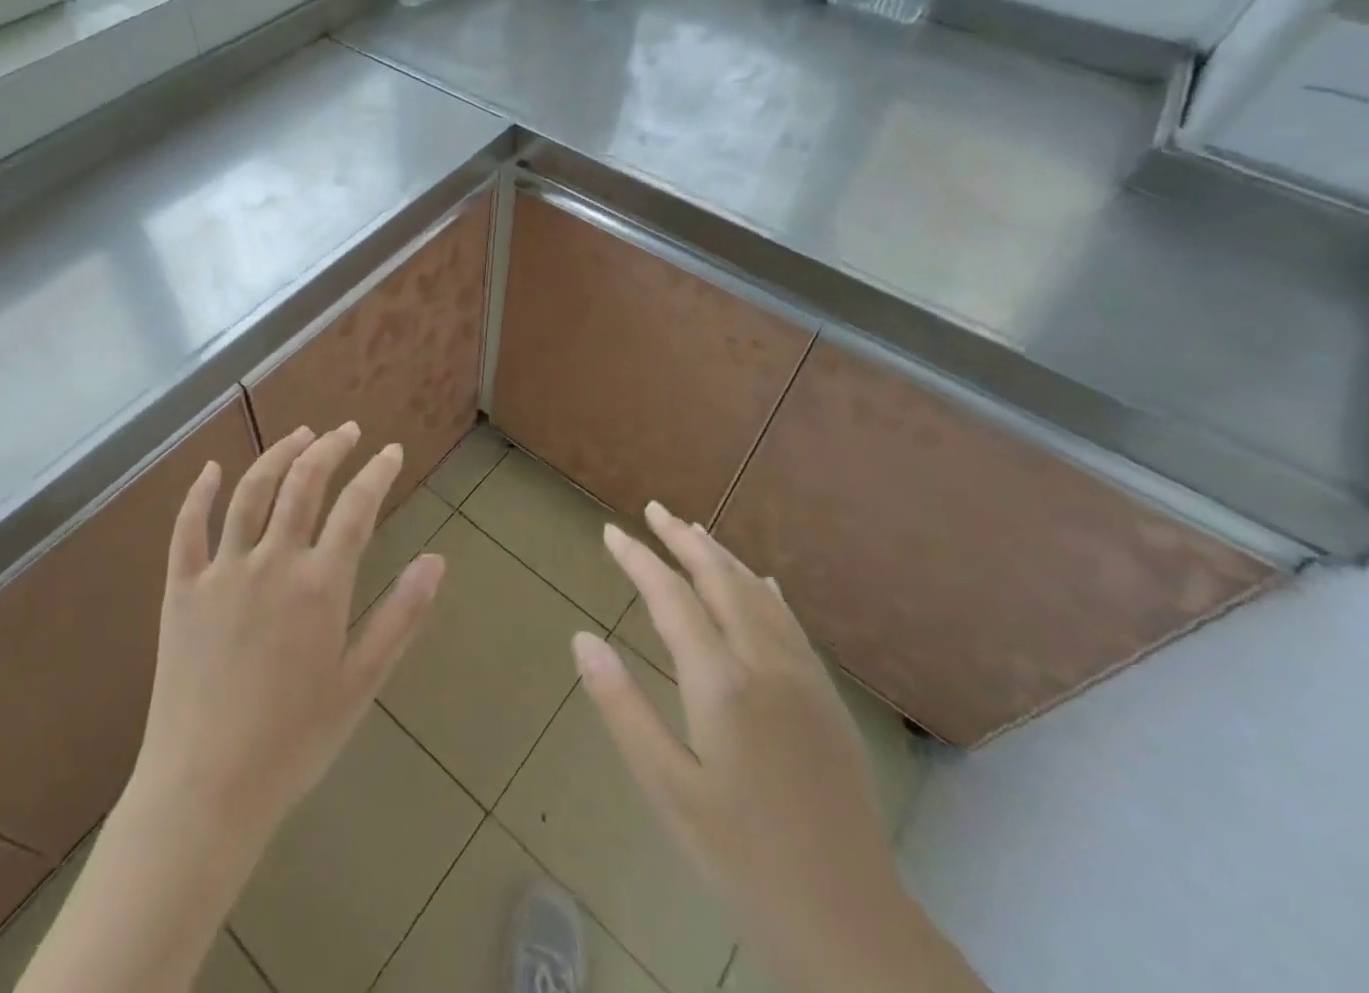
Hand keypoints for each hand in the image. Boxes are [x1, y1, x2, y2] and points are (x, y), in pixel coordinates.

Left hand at [127, 422, 445, 848]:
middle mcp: (272, 562)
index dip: (377, 473)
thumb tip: (436, 560)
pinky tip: (210, 468)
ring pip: (251, 492)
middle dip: (330, 448)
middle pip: (303, 483)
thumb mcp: (361, 684)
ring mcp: (221, 571)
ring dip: (278, 454)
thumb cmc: (294, 741)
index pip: (356, 508)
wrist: (205, 791)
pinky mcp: (181, 589)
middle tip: (348, 431)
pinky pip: (187, 528)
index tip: (391, 451)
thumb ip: (401, 616)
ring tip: (301, 434)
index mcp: (319, 585)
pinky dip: (199, 492)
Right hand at [573, 503, 987, 992]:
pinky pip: (791, 623)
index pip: (671, 597)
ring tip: (694, 531)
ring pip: (758, 594)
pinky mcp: (827, 700)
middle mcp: (765, 664)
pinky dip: (764, 591)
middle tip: (654, 509)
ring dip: (723, 557)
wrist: (850, 924)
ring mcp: (803, 679)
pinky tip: (761, 583)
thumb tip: (582, 638)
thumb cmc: (741, 858)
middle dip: (683, 540)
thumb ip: (622, 706)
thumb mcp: (666, 788)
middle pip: (720, 580)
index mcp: (721, 682)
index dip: (638, 559)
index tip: (611, 532)